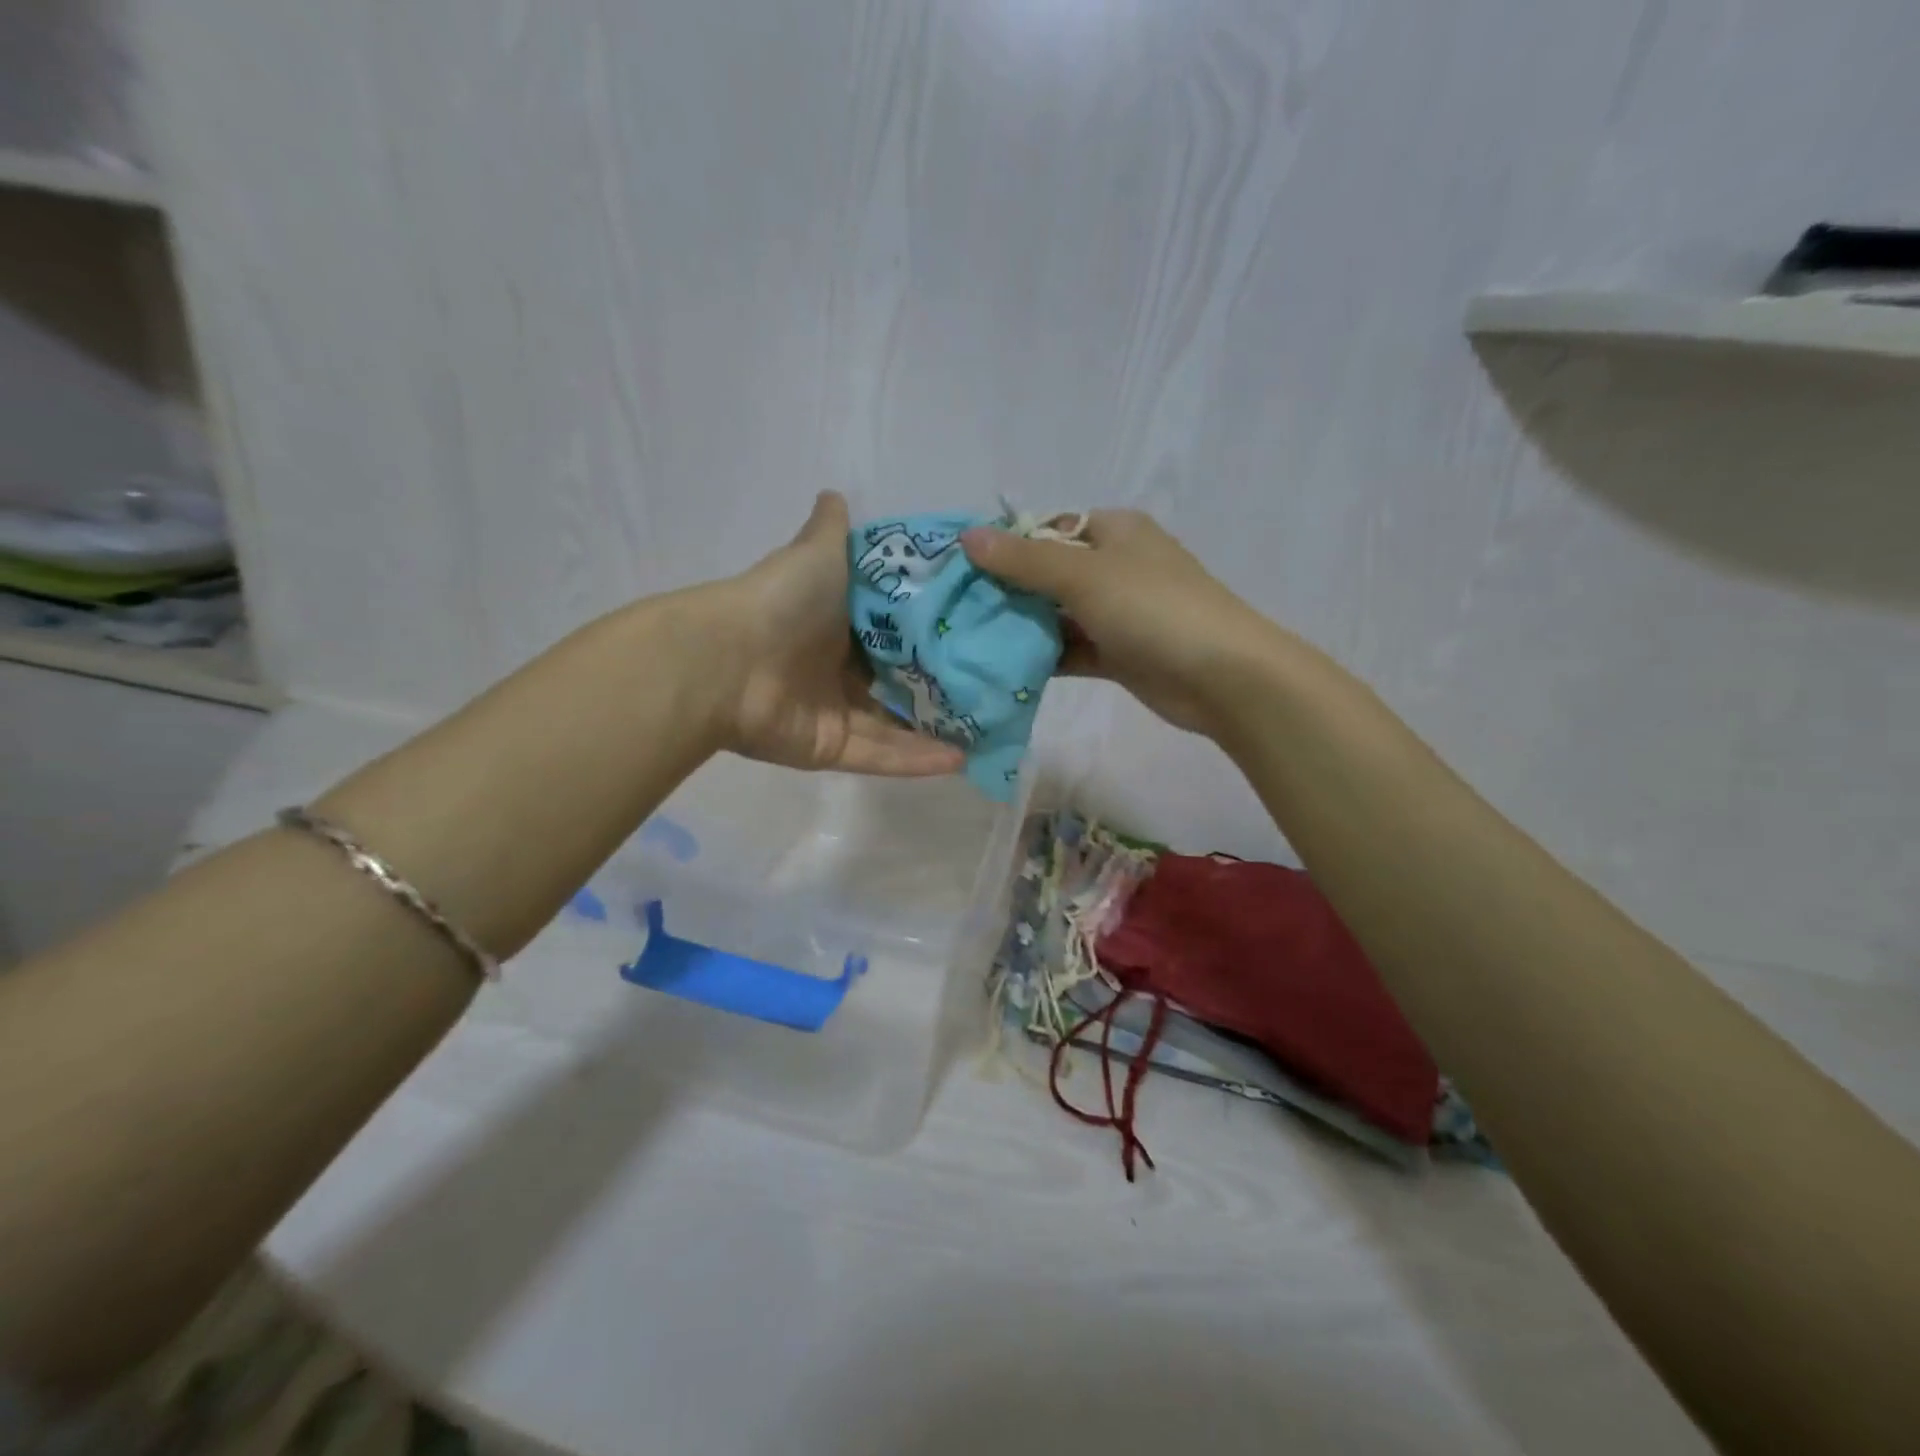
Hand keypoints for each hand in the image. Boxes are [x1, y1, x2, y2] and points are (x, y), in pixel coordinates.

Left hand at [713, 492, 963, 775]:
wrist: (727, 663)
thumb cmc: (782, 603)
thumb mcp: (817, 554)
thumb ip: (832, 531)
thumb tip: (836, 493)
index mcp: (835, 624)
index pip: (890, 632)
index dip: (927, 633)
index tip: (973, 632)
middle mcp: (836, 670)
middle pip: (896, 681)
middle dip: (939, 687)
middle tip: (992, 687)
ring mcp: (834, 713)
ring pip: (895, 725)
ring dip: (937, 731)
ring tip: (988, 730)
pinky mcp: (831, 749)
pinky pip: (880, 755)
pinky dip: (917, 760)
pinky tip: (962, 760)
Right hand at [961, 510, 1273, 735]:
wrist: (1222, 676)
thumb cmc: (1153, 609)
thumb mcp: (1084, 575)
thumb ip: (1024, 560)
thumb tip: (968, 537)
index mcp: (1113, 531)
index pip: (1047, 529)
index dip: (1004, 546)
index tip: (960, 570)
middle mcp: (1115, 567)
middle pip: (1048, 574)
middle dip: (1006, 591)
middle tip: (955, 611)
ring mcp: (1118, 613)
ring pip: (1058, 615)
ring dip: (1022, 628)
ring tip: (969, 641)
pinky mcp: (1119, 654)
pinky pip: (1072, 649)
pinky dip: (1044, 657)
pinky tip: (1004, 669)